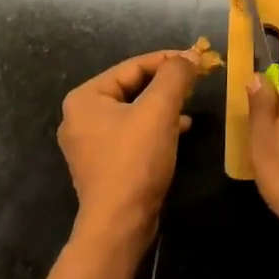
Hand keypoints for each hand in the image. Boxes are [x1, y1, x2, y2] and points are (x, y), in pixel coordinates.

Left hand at [59, 50, 199, 255]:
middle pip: (132, 87)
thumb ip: (175, 76)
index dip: (168, 60)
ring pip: (134, 110)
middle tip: (196, 81)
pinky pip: (132, 132)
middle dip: (166, 84)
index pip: (133, 66)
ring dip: (163, 105)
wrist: (119, 223)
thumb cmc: (135, 161)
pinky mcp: (104, 163)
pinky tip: (179, 130)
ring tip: (190, 105)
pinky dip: (155, 126)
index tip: (198, 59)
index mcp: (85, 98)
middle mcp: (80, 116)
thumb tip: (191, 55)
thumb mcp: (159, 111)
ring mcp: (90, 142)